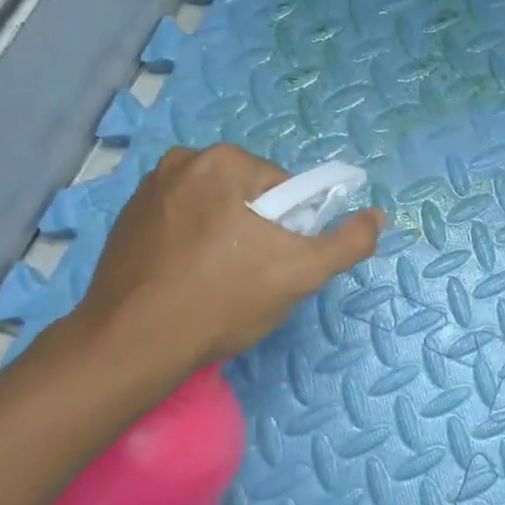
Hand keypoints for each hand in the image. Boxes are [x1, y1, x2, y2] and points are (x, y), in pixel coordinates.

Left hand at [65, 144, 383, 381]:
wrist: (133, 344)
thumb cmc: (222, 299)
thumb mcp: (301, 273)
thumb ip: (348, 242)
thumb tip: (378, 216)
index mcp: (223, 161)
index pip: (283, 190)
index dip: (291, 229)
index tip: (277, 265)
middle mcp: (181, 162)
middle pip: (247, 197)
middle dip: (256, 233)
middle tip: (251, 279)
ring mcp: (146, 191)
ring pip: (213, 212)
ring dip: (224, 239)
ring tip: (216, 285)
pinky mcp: (125, 222)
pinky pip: (179, 226)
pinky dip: (190, 247)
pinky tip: (187, 283)